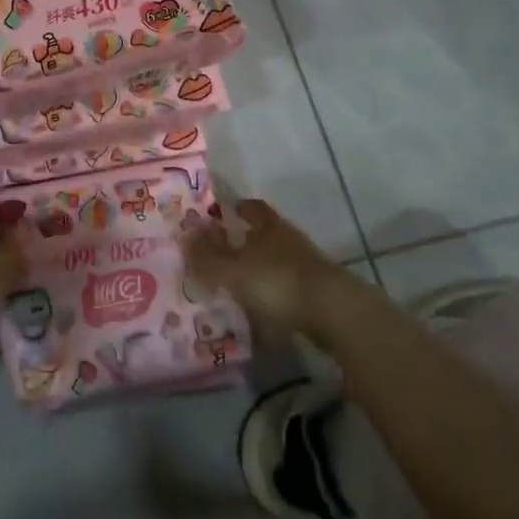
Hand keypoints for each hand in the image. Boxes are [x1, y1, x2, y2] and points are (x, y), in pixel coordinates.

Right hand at [184, 198, 343, 338]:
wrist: (335, 312)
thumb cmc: (278, 281)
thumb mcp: (234, 271)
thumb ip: (207, 257)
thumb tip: (183, 236)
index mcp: (267, 225)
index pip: (250, 206)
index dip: (234, 208)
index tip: (218, 215)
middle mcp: (287, 237)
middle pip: (263, 231)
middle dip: (244, 238)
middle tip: (222, 250)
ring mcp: (306, 262)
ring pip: (276, 256)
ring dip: (260, 264)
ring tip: (239, 280)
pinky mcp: (318, 289)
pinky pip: (288, 281)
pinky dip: (274, 287)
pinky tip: (263, 303)